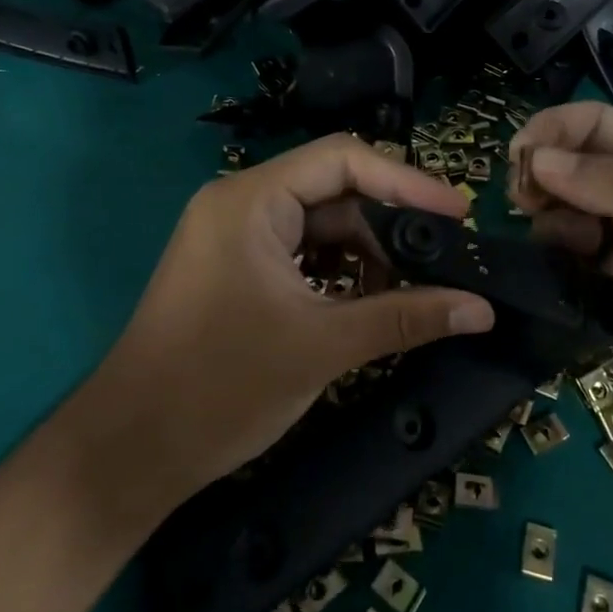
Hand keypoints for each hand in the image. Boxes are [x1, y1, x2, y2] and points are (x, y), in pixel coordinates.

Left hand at [85, 135, 495, 509]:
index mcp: (250, 201)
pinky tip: (369, 302)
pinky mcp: (235, 269)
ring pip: (320, 226)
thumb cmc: (221, 387)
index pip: (342, 159)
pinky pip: (300, 254)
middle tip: (444, 259)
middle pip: (333, 191)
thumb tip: (482, 309)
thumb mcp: (323, 345)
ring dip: (367, 255)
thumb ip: (407, 318)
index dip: (405, 182)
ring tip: (412, 290)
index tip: (458, 214)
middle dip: (389, 226)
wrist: (130, 452)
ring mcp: (234, 237)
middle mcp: (240, 204)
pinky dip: (338, 273)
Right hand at [509, 102, 612, 457]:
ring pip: (564, 224)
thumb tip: (538, 159)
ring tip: (560, 250)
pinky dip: (553, 274)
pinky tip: (555, 285)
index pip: (596, 127)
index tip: (520, 158)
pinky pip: (572, 279)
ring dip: (545, 227)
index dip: (554, 131)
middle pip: (572, 172)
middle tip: (524, 204)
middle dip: (540, 178)